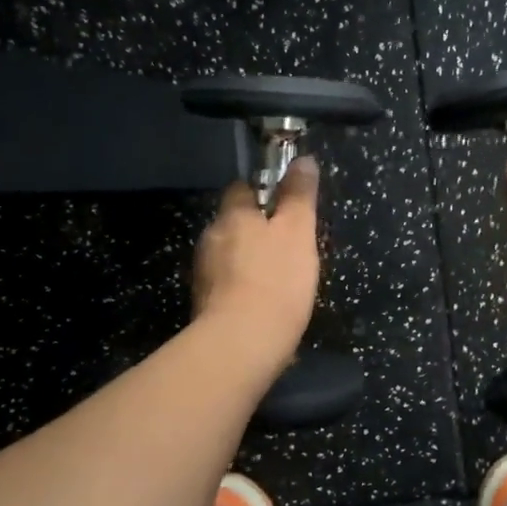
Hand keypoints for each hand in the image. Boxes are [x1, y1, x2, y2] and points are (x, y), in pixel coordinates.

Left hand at [192, 156, 320, 353]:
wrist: (241, 345)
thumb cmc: (276, 280)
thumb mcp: (298, 232)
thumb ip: (299, 195)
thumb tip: (303, 160)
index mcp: (232, 216)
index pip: (241, 188)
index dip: (263, 192)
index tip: (286, 206)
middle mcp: (211, 239)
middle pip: (234, 223)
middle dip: (257, 229)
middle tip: (290, 245)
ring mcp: (203, 274)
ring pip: (230, 255)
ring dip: (250, 260)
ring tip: (280, 278)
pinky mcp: (204, 305)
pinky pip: (227, 285)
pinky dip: (243, 287)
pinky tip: (264, 303)